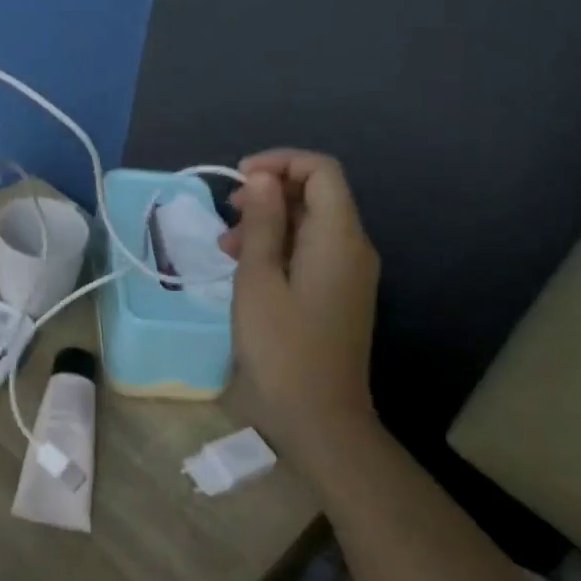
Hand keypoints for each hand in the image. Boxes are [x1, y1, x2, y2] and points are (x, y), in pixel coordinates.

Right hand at [221, 149, 379, 462]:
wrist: (319, 418)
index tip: (238, 177)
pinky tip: (245, 266)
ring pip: (311, 223)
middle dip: (270, 191)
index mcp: (338, 237)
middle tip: (227, 210)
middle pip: (318, 194)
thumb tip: (263, 178)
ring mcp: (350, 273)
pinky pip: (311, 251)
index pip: (321, 170)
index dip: (280, 162)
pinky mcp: (339, 294)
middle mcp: (353, 247)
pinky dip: (279, 246)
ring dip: (269, 221)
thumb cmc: (281, 347)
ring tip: (226, 244)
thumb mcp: (258, 279)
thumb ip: (262, 223)